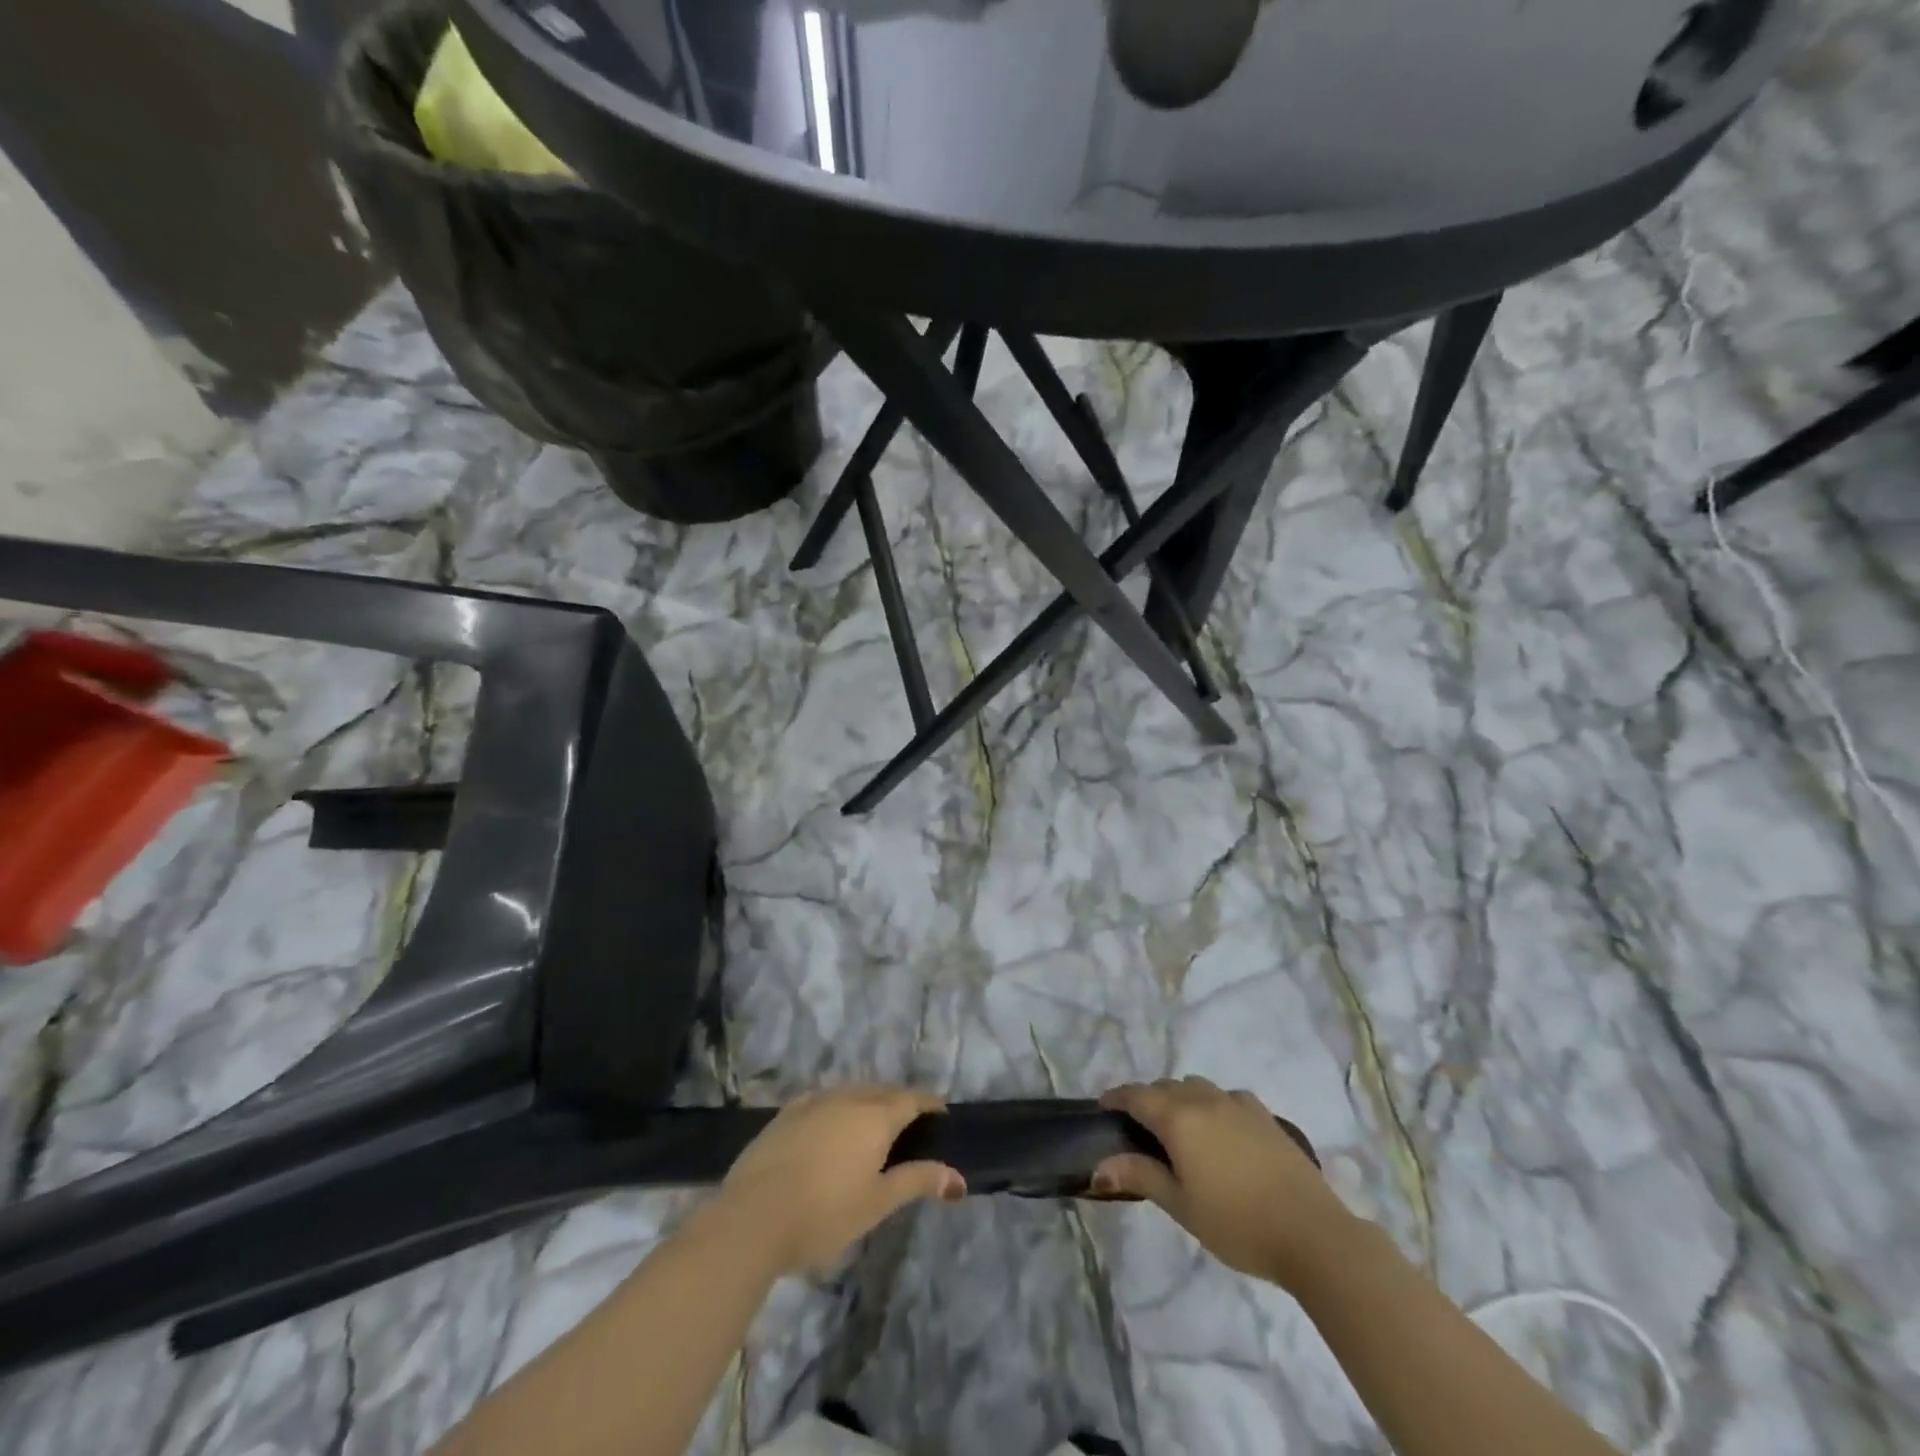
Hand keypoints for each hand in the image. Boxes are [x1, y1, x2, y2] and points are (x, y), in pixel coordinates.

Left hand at [715, 1086, 964, 1276]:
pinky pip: (822, 1100)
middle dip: (900, 1102)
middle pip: (882, 1091)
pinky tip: (831, 1126)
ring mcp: (813, 1102)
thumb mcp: (877, 1203)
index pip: (912, 1098)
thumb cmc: (824, 1213)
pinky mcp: (786, 1113)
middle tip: (910, 1127)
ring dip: (868, 1102)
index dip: (929, 1104)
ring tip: (872, 1127)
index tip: (941, 1116)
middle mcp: (847, 1098)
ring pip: (851, 1092)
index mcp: (875, 1116)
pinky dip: (837, 1107)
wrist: (752, 1217)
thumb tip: (958, 1178)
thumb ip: (917, 1181)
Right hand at [1092, 1077, 1348, 1290]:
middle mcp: (1205, 1099)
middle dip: (1147, 1100)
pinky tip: (1221, 1131)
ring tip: (1180, 1129)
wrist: (1312, 1233)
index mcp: (1179, 1118)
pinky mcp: (1265, 1115)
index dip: (1116, 1098)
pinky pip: (1227, 1097)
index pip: (1137, 1095)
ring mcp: (1238, 1103)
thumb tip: (1099, 1166)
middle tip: (1140, 1129)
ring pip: (1197, 1087)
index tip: (1103, 1108)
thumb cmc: (1238, 1224)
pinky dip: (1213, 1104)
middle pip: (1166, 1087)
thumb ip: (1141, 1176)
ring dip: (1180, 1099)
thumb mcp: (1182, 1206)